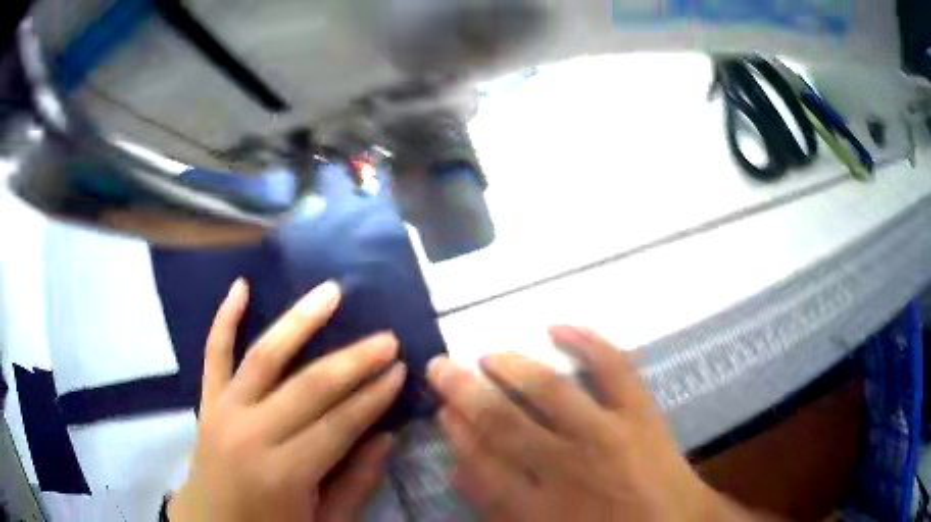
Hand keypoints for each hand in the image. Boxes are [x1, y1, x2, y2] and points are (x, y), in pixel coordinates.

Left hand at [170, 279, 406, 521]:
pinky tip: (241, 285)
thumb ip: (356, 483)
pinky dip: (225, 317)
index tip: (401, 370)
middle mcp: (251, 434)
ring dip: (299, 322)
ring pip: (264, 357)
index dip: (373, 397)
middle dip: (353, 361)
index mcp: (284, 473)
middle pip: (309, 387)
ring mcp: (223, 411)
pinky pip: (214, 353)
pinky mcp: (207, 400)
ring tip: (331, 293)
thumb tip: (387, 437)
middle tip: (387, 338)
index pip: (338, 424)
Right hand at [427, 326, 762, 521]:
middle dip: (465, 392)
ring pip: (548, 392)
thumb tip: (458, 471)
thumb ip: (497, 506)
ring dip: (511, 367)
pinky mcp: (641, 412)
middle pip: (502, 421)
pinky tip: (556, 326)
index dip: (456, 431)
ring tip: (486, 354)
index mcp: (539, 506)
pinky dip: (587, 341)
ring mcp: (607, 434)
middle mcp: (567, 466)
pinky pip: (613, 368)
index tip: (441, 409)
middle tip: (440, 366)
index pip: (480, 460)